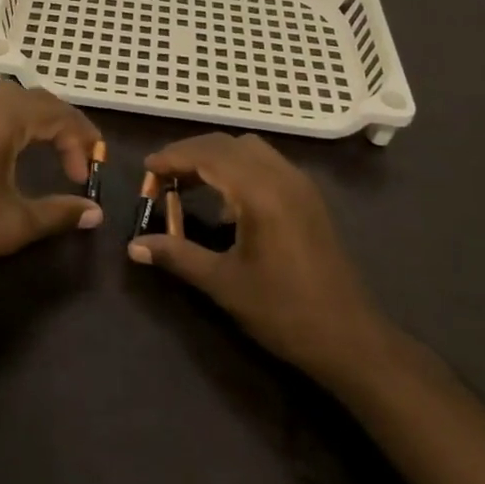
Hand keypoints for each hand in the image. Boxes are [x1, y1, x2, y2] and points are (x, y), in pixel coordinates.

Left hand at [0, 83, 104, 284]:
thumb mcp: (14, 223)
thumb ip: (59, 213)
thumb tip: (95, 213)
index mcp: (0, 117)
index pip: (56, 113)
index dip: (80, 141)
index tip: (88, 176)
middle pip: (36, 99)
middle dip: (65, 126)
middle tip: (82, 159)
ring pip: (13, 102)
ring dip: (41, 122)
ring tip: (58, 153)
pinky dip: (17, 124)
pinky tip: (20, 151)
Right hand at [129, 133, 389, 384]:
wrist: (350, 339)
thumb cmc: (284, 312)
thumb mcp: (223, 284)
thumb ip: (177, 256)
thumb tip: (133, 246)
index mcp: (260, 191)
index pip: (207, 155)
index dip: (172, 157)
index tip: (146, 169)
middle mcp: (281, 175)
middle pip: (226, 144)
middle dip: (190, 153)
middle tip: (162, 176)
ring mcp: (299, 184)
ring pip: (248, 149)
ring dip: (215, 157)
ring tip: (189, 183)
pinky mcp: (308, 197)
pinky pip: (266, 163)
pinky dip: (238, 167)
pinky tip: (226, 201)